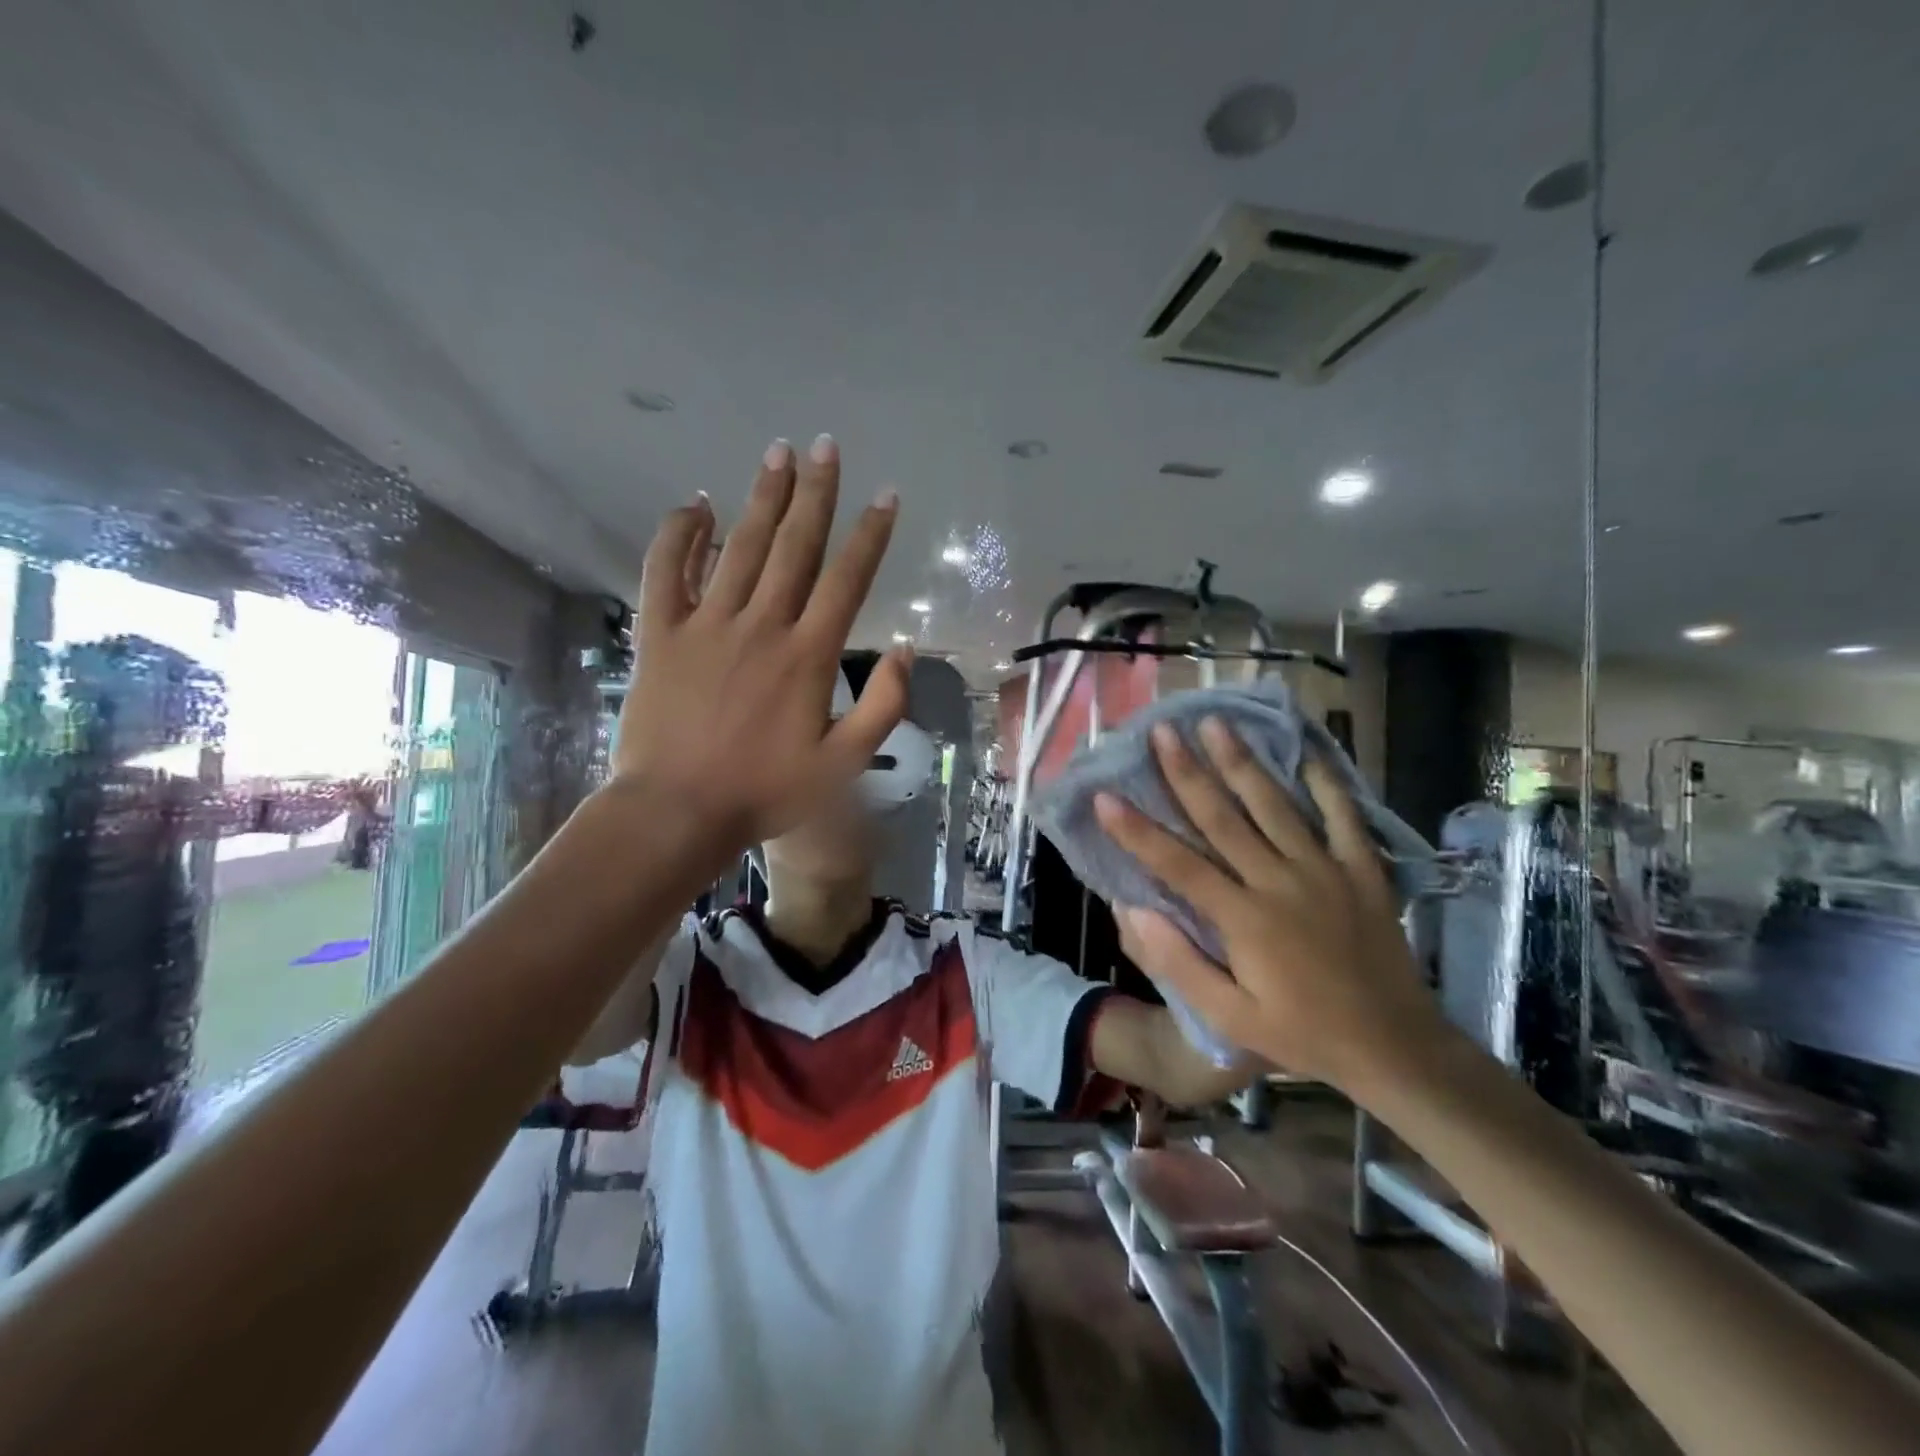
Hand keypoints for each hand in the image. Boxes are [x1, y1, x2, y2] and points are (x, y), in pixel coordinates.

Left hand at [612, 435, 908, 856]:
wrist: (677, 811)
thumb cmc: (765, 792)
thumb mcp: (844, 764)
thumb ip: (883, 706)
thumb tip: (906, 649)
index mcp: (808, 655)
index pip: (847, 579)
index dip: (870, 534)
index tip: (884, 495)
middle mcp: (762, 625)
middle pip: (795, 546)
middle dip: (816, 493)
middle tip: (826, 446)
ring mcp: (707, 624)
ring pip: (741, 546)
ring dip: (763, 498)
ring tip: (779, 454)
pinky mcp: (660, 633)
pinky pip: (666, 570)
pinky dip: (679, 534)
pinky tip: (695, 505)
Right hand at [1094, 718, 1447, 1096]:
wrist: (1396, 1046)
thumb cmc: (1302, 1033)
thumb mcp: (1231, 1018)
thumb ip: (1179, 963)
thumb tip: (1133, 910)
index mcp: (1244, 918)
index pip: (1178, 864)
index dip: (1136, 830)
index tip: (1104, 796)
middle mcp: (1280, 881)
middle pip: (1223, 818)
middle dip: (1187, 772)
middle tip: (1162, 732)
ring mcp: (1326, 870)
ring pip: (1275, 805)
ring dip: (1242, 762)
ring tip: (1216, 723)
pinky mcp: (1363, 870)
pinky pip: (1343, 816)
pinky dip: (1325, 781)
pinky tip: (1306, 750)